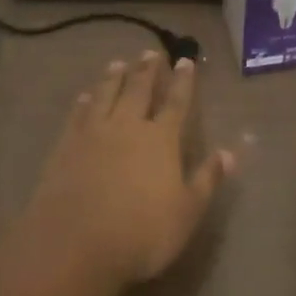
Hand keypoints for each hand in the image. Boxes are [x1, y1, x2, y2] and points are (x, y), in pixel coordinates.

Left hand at [20, 51, 233, 293]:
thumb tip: (229, 153)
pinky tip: (84, 96)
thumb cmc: (141, 233)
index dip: (183, 82)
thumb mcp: (187, 212)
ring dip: (114, 78)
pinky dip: (83, 103)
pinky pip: (77, 116)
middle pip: (138, 91)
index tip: (185, 61)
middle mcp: (128, 127)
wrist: (74, 244)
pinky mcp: (65, 147)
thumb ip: (207, 180)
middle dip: (147, 70)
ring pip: (106, 96)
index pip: (176, 103)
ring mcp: (93, 135)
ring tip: (118, 63)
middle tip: (150, 52)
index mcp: (161, 140)